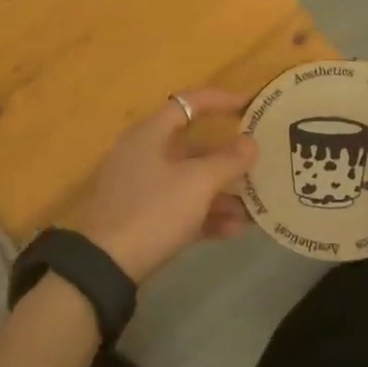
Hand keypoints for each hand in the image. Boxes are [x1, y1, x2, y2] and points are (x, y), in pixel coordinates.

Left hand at [65, 89, 258, 283]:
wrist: (107, 265)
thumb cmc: (154, 210)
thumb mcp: (197, 183)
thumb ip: (228, 161)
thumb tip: (251, 143)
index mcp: (150, 134)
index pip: (189, 103)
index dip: (221, 101)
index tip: (251, 106)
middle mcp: (144, 154)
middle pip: (193, 147)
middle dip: (229, 159)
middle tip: (260, 164)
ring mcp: (141, 187)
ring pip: (189, 181)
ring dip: (222, 193)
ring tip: (255, 207)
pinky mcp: (143, 217)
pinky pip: (181, 207)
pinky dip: (206, 214)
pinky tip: (235, 230)